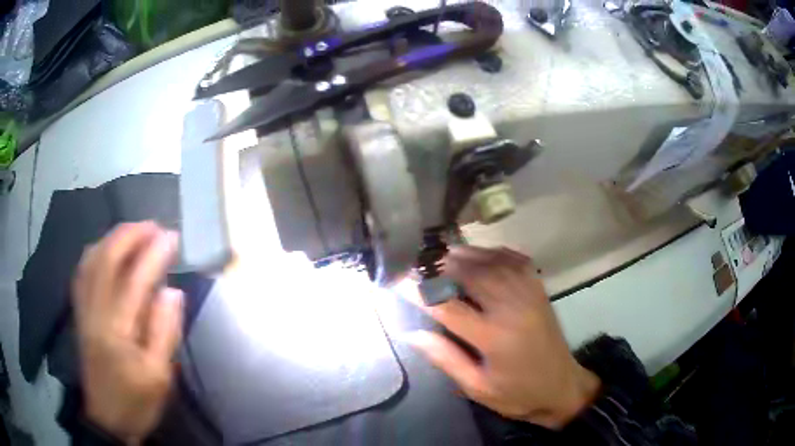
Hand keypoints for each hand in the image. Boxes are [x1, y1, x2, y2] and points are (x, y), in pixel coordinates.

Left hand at [72, 222, 183, 442]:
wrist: (107, 419)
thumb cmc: (136, 402)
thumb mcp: (159, 377)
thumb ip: (165, 332)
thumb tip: (173, 291)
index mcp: (117, 331)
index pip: (135, 281)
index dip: (154, 254)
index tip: (172, 236)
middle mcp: (95, 311)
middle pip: (107, 259)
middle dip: (130, 235)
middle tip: (153, 226)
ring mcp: (83, 309)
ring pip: (91, 259)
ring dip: (112, 238)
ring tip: (133, 232)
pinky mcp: (79, 312)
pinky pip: (82, 271)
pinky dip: (95, 252)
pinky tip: (106, 249)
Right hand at [406, 246, 600, 428]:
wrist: (562, 387)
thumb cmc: (517, 394)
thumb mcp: (478, 388)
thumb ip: (446, 359)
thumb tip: (413, 334)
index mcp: (494, 336)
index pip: (448, 307)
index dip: (419, 292)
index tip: (396, 280)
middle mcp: (512, 307)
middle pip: (470, 273)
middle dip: (440, 265)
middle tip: (416, 263)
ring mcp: (529, 293)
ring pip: (491, 261)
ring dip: (464, 255)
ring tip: (440, 256)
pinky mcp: (539, 289)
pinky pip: (514, 259)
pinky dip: (493, 252)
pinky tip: (479, 254)